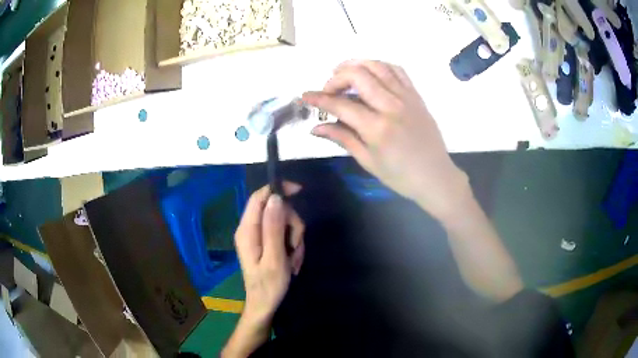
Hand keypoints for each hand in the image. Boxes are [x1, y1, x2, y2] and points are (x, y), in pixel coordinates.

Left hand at [234, 182, 304, 322]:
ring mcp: (257, 235)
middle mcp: (249, 228)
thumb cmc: (269, 285)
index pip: (259, 197)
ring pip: (283, 221)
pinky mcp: (264, 242)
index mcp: (247, 230)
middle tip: (295, 245)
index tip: (299, 191)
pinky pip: (283, 233)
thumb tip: (275, 197)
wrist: (264, 305)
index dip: (278, 189)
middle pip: (275, 209)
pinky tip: (291, 260)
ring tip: (293, 259)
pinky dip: (291, 244)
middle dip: (292, 224)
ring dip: (294, 238)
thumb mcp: (275, 258)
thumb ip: (274, 227)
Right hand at [303, 60, 470, 219]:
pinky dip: (379, 66)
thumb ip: (342, 138)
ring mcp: (406, 97)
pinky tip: (370, 74)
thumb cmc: (400, 176)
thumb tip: (316, 127)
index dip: (319, 99)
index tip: (305, 96)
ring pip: (378, 66)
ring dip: (356, 64)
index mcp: (377, 128)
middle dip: (336, 77)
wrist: (436, 177)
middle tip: (329, 89)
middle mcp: (391, 106)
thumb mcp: (368, 161)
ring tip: (344, 73)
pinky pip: (397, 70)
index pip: (340, 104)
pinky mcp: (416, 95)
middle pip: (358, 75)